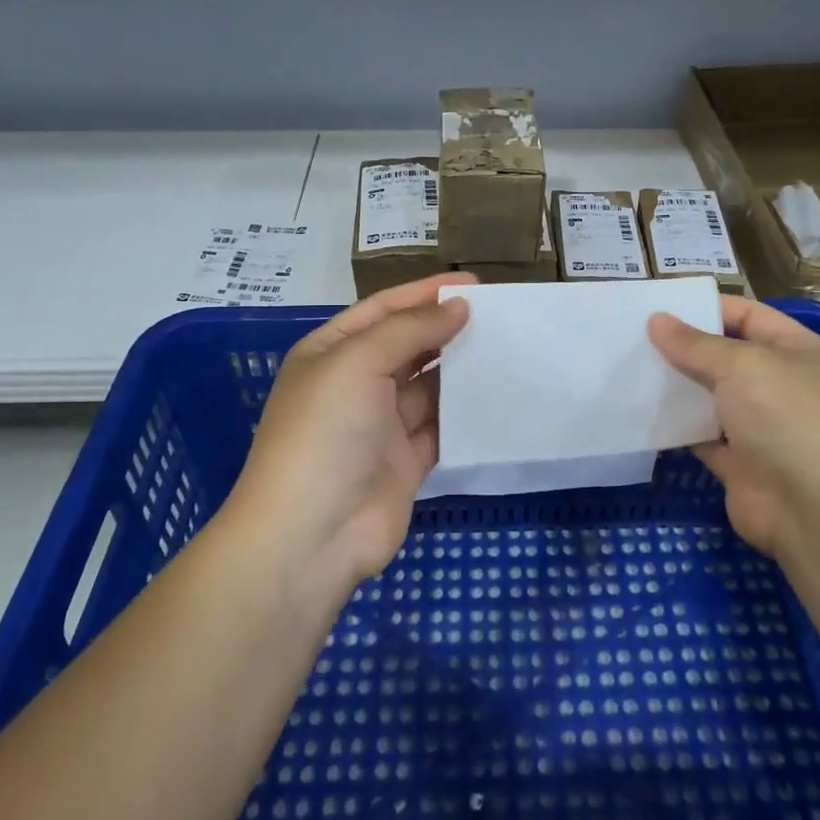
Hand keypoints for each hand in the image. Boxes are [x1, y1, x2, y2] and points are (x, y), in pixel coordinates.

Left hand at [228, 274, 473, 592]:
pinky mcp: (406, 461)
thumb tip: (458, 307)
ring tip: (508, 347)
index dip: (425, 294)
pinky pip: (442, 426)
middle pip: (408, 345)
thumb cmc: (326, 432)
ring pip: (429, 386)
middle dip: (447, 328)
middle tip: (499, 316)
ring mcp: (380, 425)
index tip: (475, 285)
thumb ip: (410, 330)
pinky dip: (466, 411)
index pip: (383, 310)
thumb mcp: (358, 362)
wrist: (311, 534)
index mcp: (331, 352)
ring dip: (461, 368)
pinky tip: (499, 394)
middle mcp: (354, 384)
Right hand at [648, 296, 819, 558]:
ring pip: (709, 396)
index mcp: (797, 350)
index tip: (657, 306)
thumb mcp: (742, 366)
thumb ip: (695, 344)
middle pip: (724, 356)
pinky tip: (638, 411)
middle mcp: (780, 384)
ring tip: (626, 368)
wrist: (815, 512)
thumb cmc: (788, 419)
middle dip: (682, 347)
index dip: (705, 307)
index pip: (747, 315)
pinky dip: (674, 426)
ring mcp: (760, 425)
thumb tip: (657, 320)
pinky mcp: (739, 462)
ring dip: (674, 386)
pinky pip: (699, 435)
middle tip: (631, 336)